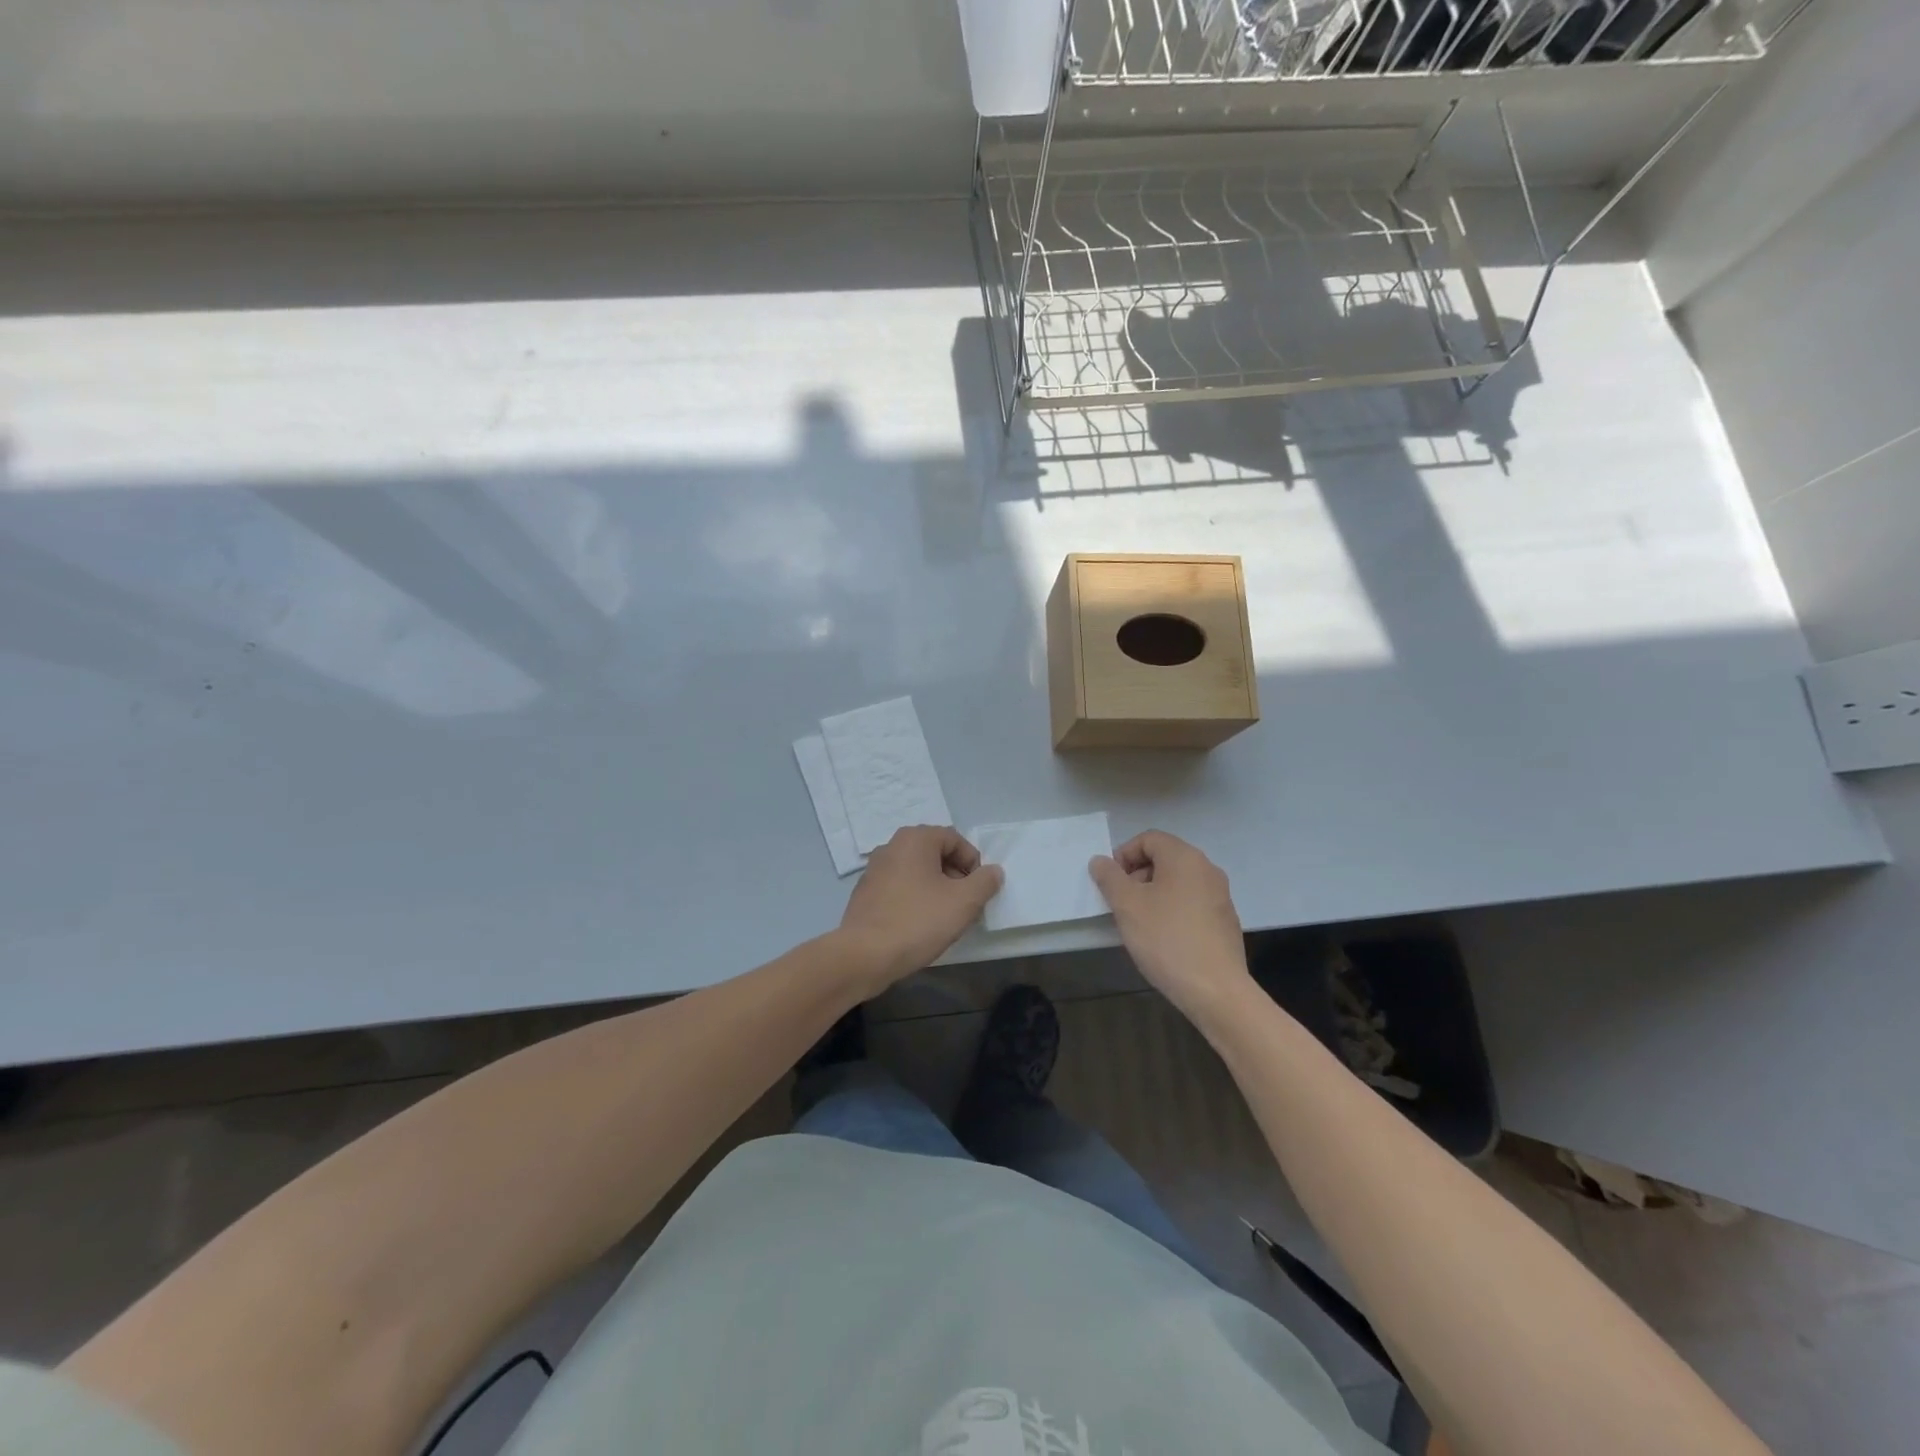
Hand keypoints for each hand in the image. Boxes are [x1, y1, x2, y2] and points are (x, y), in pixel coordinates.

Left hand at [838, 826, 1003, 992]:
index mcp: (915, 839)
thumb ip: (985, 882)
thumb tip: (993, 871)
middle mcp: (891, 846)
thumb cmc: (918, 922)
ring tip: (945, 917)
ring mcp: (874, 870)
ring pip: (917, 871)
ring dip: (936, 888)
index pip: (955, 839)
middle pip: (935, 853)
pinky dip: (915, 899)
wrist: (864, 955)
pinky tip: (919, 925)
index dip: (973, 863)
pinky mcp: (865, 893)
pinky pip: (899, 888)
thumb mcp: (964, 902)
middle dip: (955, 876)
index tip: (979, 890)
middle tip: (965, 904)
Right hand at [1090, 831, 1252, 1026]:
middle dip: (1137, 875)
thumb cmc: (1166, 939)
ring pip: (1177, 882)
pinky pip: (1191, 903)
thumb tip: (1101, 861)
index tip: (1111, 883)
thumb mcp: (1127, 906)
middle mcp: (1207, 869)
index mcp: (1184, 858)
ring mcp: (1220, 896)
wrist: (1215, 990)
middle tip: (1121, 903)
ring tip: (1139, 923)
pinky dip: (1173, 910)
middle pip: (1164, 858)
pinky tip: (1163, 938)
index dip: (1123, 855)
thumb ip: (1110, 877)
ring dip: (1153, 894)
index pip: (1148, 839)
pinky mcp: (1225, 921)